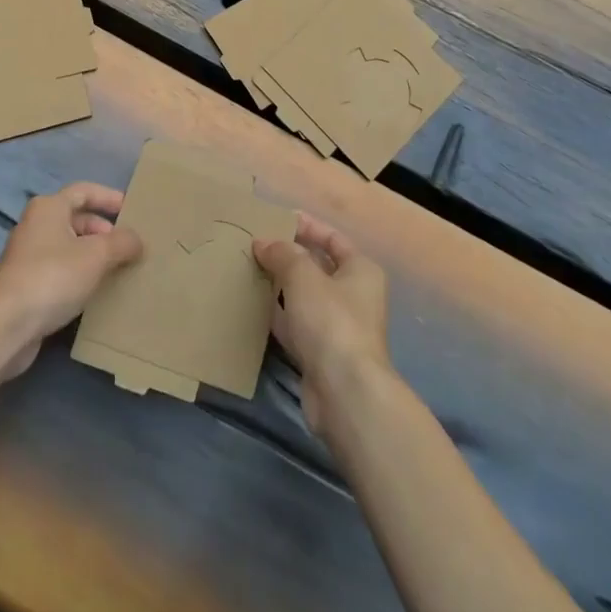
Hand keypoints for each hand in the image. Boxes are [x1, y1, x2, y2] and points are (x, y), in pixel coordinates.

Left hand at [0, 182, 142, 378]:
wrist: (6, 325)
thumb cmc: (53, 276)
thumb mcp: (96, 255)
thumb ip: (122, 243)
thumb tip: (137, 240)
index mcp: (49, 207)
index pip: (84, 191)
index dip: (109, 198)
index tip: (132, 211)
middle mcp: (36, 226)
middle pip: (76, 219)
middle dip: (104, 231)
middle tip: (129, 247)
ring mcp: (29, 257)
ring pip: (69, 248)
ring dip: (94, 256)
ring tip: (120, 270)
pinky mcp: (27, 286)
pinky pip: (61, 272)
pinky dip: (81, 277)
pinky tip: (98, 293)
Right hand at [254, 215, 390, 437]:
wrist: (344, 391)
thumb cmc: (330, 320)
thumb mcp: (303, 275)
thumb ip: (282, 253)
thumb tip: (263, 243)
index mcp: (360, 270)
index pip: (333, 238)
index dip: (307, 226)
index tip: (277, 220)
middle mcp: (354, 295)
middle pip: (318, 267)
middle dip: (289, 256)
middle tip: (257, 245)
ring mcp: (338, 326)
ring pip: (305, 297)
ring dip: (281, 285)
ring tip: (250, 270)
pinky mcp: (321, 352)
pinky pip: (296, 324)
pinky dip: (279, 314)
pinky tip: (255, 306)